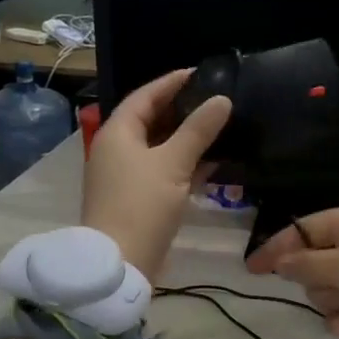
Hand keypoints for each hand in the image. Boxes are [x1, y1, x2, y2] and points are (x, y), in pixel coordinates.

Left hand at [82, 69, 231, 278]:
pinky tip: (212, 163)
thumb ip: (198, 130)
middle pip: (150, 121)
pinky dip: (184, 164)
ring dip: (186, 139)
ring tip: (219, 127)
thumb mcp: (173, 164)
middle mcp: (116, 150)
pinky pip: (162, 171)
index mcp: (117, 134)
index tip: (200, 74)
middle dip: (182, 110)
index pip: (144, 96)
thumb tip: (222, 99)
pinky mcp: (137, 199)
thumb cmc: (142, 206)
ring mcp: (125, 177)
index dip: (171, 83)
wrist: (120, 265)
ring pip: (159, 148)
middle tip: (214, 100)